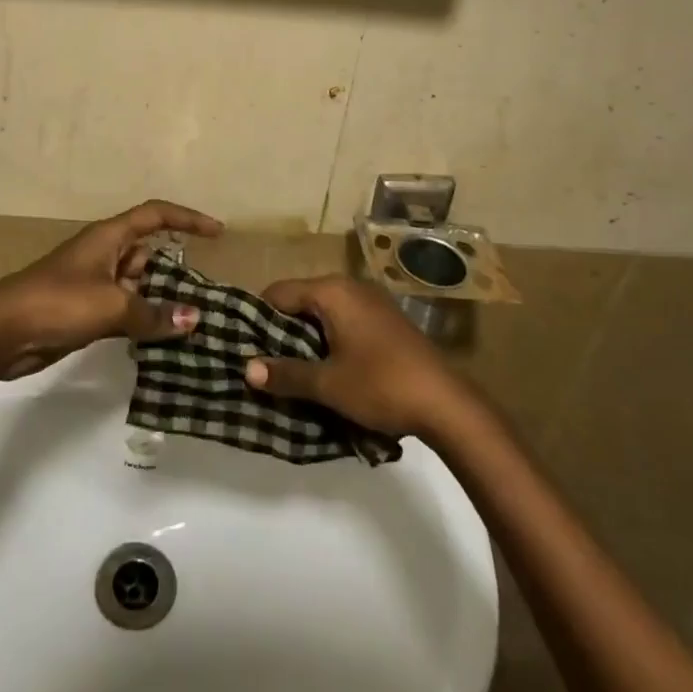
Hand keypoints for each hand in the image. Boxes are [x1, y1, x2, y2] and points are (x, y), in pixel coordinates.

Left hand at [0, 200, 221, 378]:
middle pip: (149, 252)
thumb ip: (154, 313)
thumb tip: (194, 319)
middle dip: (176, 270)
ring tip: (192, 322)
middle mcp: (104, 254)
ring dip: (159, 299)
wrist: (2, 332)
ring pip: (137, 283)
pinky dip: (142, 318)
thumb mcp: (112, 306)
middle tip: (207, 294)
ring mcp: (93, 282)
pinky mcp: (85, 309)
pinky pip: (124, 307)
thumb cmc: (58, 303)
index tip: (217, 233)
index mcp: (109, 237)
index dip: (188, 219)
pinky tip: (160, 338)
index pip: (156, 216)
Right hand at [244, 274, 466, 437]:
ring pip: (323, 313)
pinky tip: (327, 369)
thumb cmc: (381, 385)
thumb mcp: (328, 384)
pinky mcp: (385, 321)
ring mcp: (371, 302)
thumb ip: (285, 374)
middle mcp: (350, 287)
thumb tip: (247, 369)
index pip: (279, 292)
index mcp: (332, 291)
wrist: (447, 404)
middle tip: (265, 362)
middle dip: (282, 330)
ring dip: (306, 338)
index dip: (258, 317)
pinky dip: (330, 340)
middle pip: (301, 300)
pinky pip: (344, 321)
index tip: (246, 345)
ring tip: (291, 370)